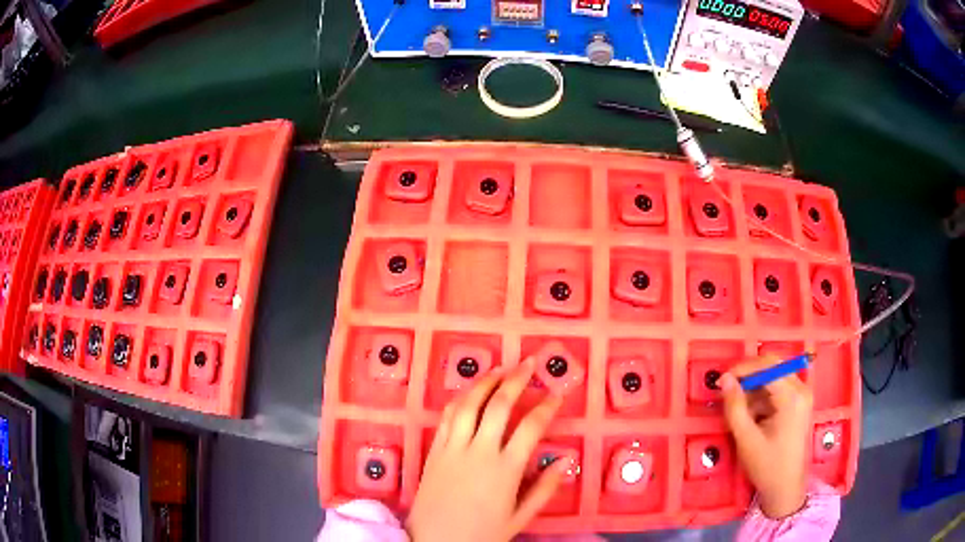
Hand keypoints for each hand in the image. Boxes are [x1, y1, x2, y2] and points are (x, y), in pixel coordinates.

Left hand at [406, 357, 564, 541]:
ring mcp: (453, 448)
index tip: (558, 394)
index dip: (547, 407)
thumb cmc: (480, 534)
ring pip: (469, 404)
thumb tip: (566, 461)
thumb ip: (544, 489)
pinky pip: (447, 417)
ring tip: (500, 369)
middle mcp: (479, 451)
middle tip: (529, 363)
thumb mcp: (519, 518)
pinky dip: (460, 399)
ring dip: (486, 382)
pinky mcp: (434, 450)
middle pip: (499, 405)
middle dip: (516, 380)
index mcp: (505, 469)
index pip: (531, 427)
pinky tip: (469, 392)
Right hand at [719, 355, 812, 518]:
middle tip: (727, 388)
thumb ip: (735, 407)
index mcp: (792, 397)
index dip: (743, 369)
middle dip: (748, 374)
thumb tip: (725, 380)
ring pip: (775, 376)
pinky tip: (751, 413)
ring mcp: (802, 395)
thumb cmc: (767, 466)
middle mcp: (801, 389)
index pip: (767, 367)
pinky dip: (762, 395)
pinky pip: (779, 387)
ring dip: (755, 386)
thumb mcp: (746, 439)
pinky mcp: (799, 403)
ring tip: (737, 406)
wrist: (786, 488)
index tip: (721, 380)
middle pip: (773, 366)